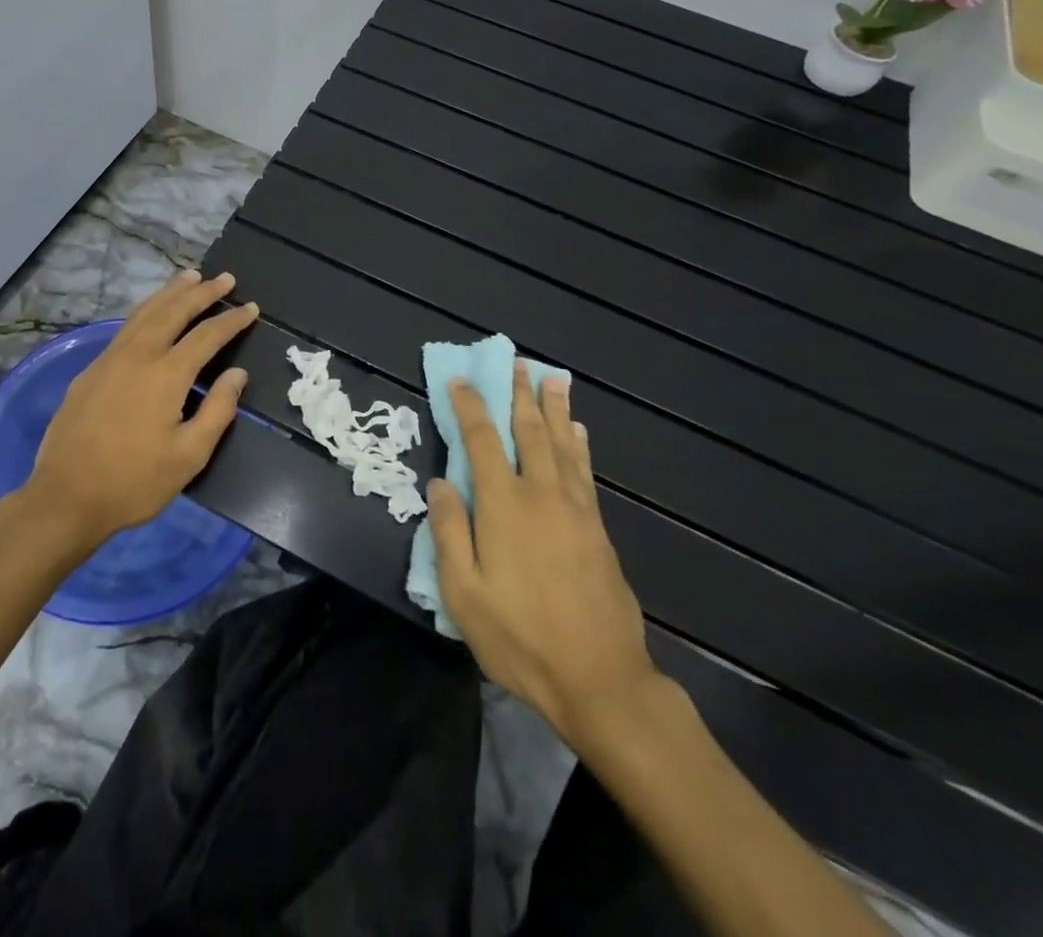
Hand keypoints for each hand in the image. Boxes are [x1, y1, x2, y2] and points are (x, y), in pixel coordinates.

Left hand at [19, 269, 257, 552]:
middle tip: (224, 278)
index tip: (250, 307)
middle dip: (202, 292)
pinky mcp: (90, 370)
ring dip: (170, 292)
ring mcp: (109, 359)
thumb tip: (236, 373)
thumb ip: (217, 410)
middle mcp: (138, 355)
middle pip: (174, 311)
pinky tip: (151, 313)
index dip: (231, 320)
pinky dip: (146, 310)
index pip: (207, 335)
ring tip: (190, 277)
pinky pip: (125, 327)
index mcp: (166, 374)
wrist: (65, 497)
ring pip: (145, 312)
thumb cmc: (134, 482)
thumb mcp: (188, 456)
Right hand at [426, 362, 660, 750]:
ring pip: (563, 445)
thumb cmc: (521, 638)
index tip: (460, 381)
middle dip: (520, 395)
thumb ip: (449, 532)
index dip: (470, 407)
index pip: (483, 441)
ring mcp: (576, 510)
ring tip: (552, 379)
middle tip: (517, 363)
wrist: (601, 680)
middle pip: (529, 432)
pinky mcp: (598, 529)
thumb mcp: (464, 594)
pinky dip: (578, 444)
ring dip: (554, 409)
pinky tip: (577, 432)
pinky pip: (584, 471)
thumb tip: (440, 482)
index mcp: (504, 506)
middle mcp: (542, 495)